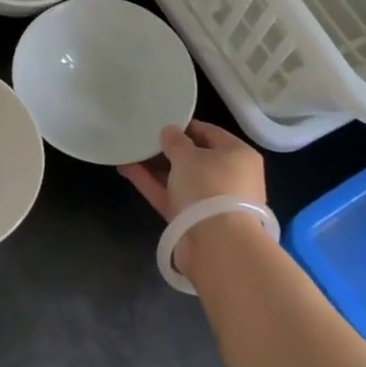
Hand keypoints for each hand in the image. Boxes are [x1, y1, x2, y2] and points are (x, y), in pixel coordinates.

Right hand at [118, 121, 266, 219]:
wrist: (217, 245)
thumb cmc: (210, 187)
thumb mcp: (189, 156)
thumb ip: (175, 141)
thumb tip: (169, 132)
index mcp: (238, 155)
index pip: (210, 133)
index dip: (185, 126)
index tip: (160, 121)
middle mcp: (228, 177)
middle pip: (195, 158)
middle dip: (167, 149)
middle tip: (142, 137)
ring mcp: (209, 202)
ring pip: (179, 179)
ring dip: (155, 167)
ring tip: (128, 151)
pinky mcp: (192, 221)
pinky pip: (170, 196)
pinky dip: (151, 184)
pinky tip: (127, 169)